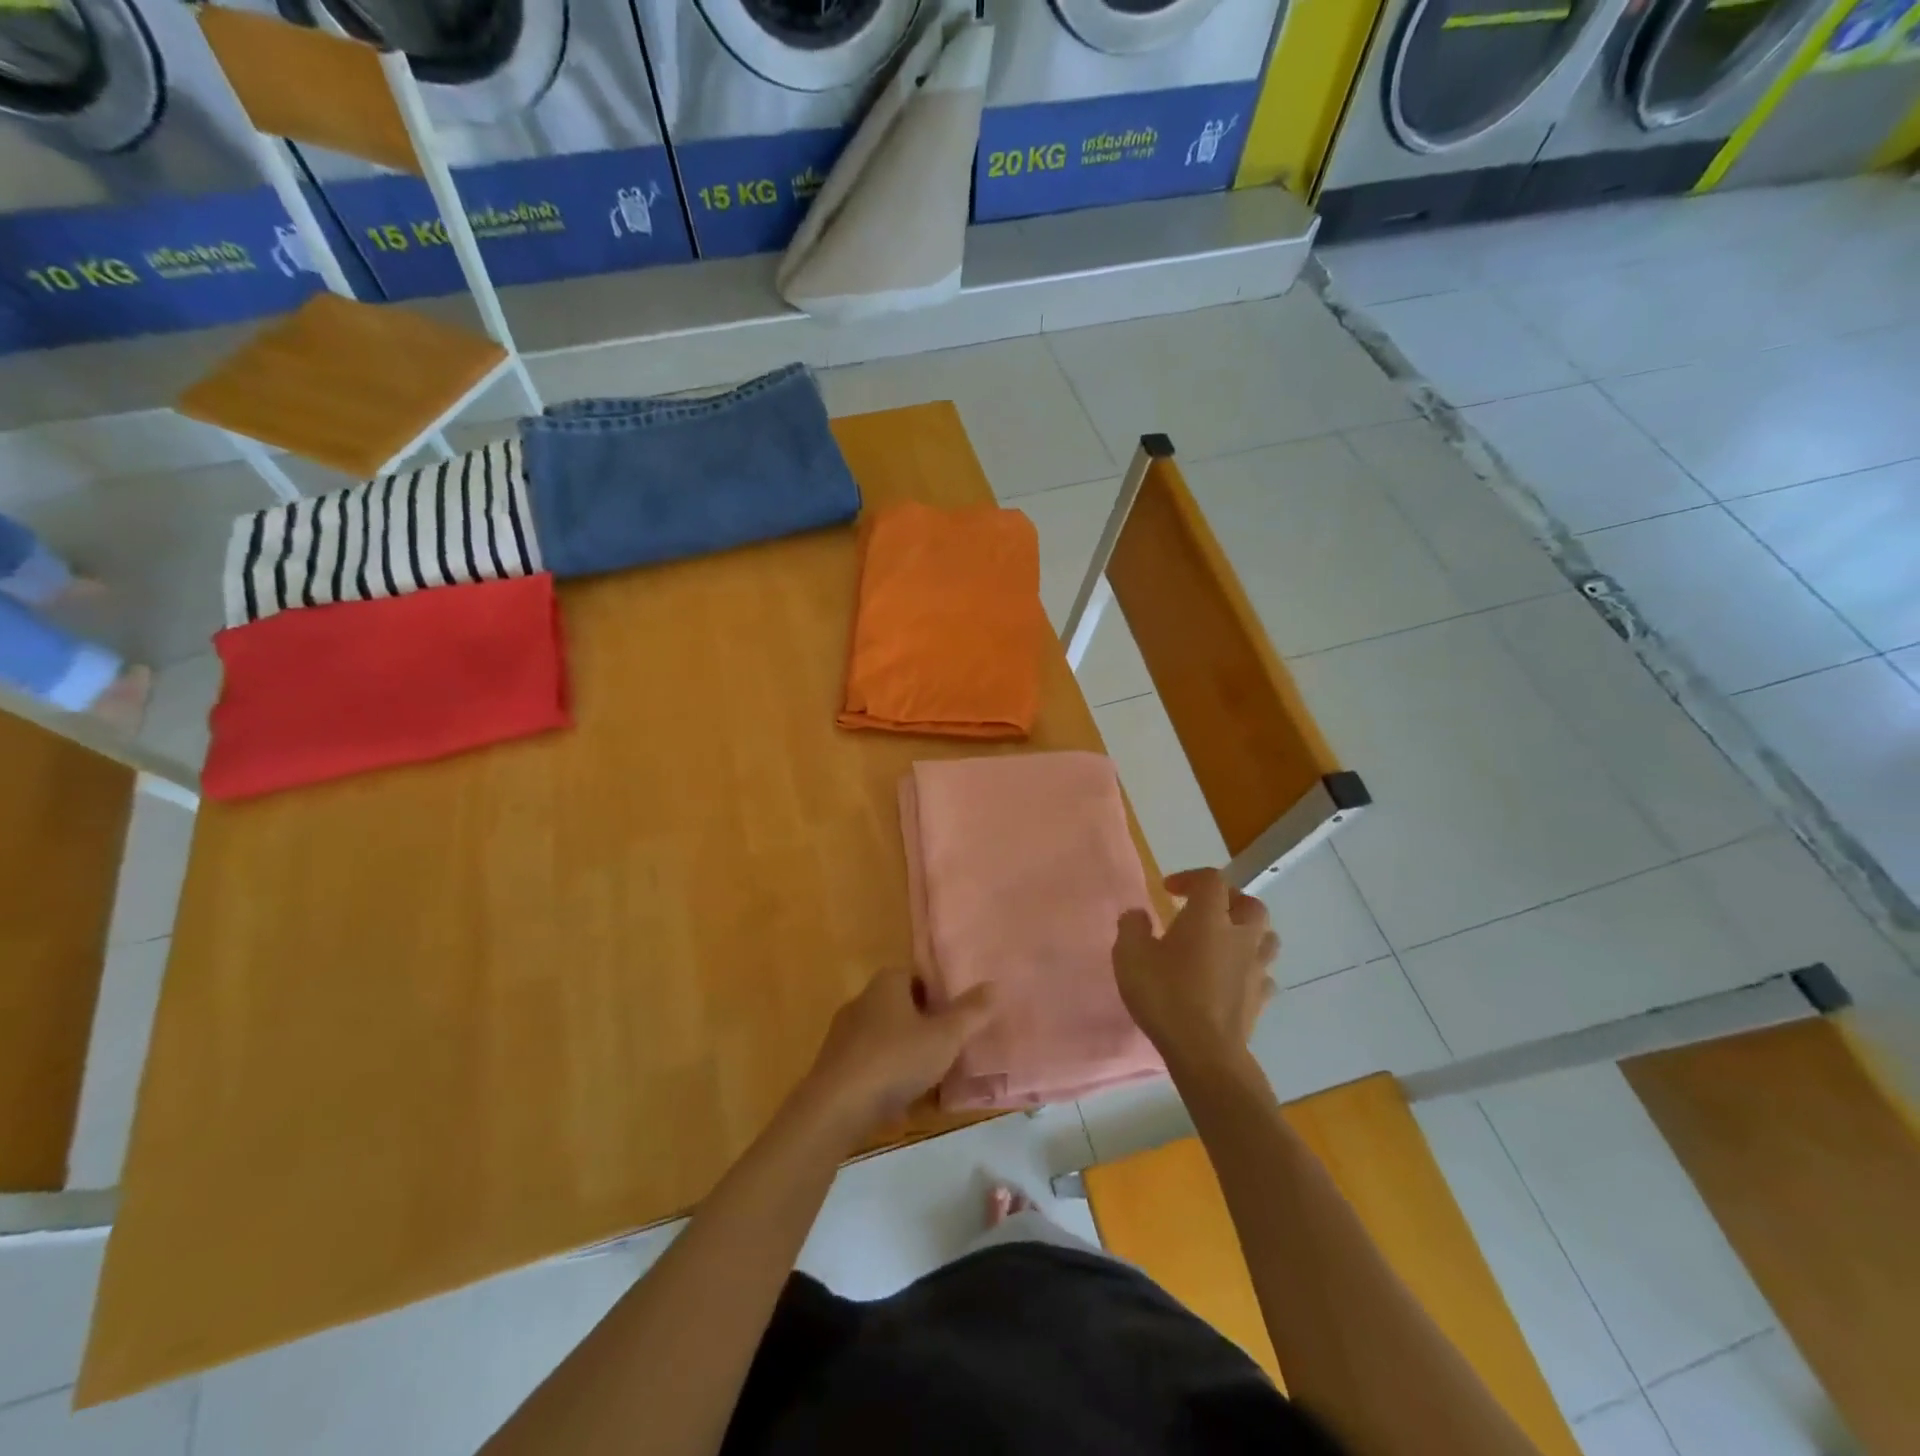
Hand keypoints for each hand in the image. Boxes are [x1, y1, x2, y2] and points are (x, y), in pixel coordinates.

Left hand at [800, 969, 995, 1142]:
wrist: (835, 1108)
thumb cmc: (894, 1061)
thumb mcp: (944, 1038)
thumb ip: (971, 1013)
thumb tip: (994, 985)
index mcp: (887, 983)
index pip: (917, 976)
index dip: (940, 993)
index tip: (958, 1016)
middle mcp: (862, 1000)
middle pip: (901, 1005)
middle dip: (924, 1024)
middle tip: (950, 1046)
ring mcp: (844, 1033)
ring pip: (886, 1036)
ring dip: (906, 1052)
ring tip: (932, 1076)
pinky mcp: (834, 1065)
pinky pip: (870, 1063)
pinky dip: (886, 1075)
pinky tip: (902, 1100)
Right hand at [1113, 868, 1278, 1073]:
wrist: (1205, 1052)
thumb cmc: (1165, 996)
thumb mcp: (1130, 956)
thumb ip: (1132, 927)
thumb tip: (1138, 915)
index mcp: (1209, 917)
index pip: (1211, 880)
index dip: (1190, 878)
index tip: (1168, 890)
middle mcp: (1239, 935)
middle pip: (1250, 904)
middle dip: (1229, 900)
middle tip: (1206, 910)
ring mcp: (1256, 968)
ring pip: (1266, 937)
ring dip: (1248, 932)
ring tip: (1226, 941)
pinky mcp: (1261, 999)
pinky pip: (1264, 973)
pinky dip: (1251, 968)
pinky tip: (1234, 978)